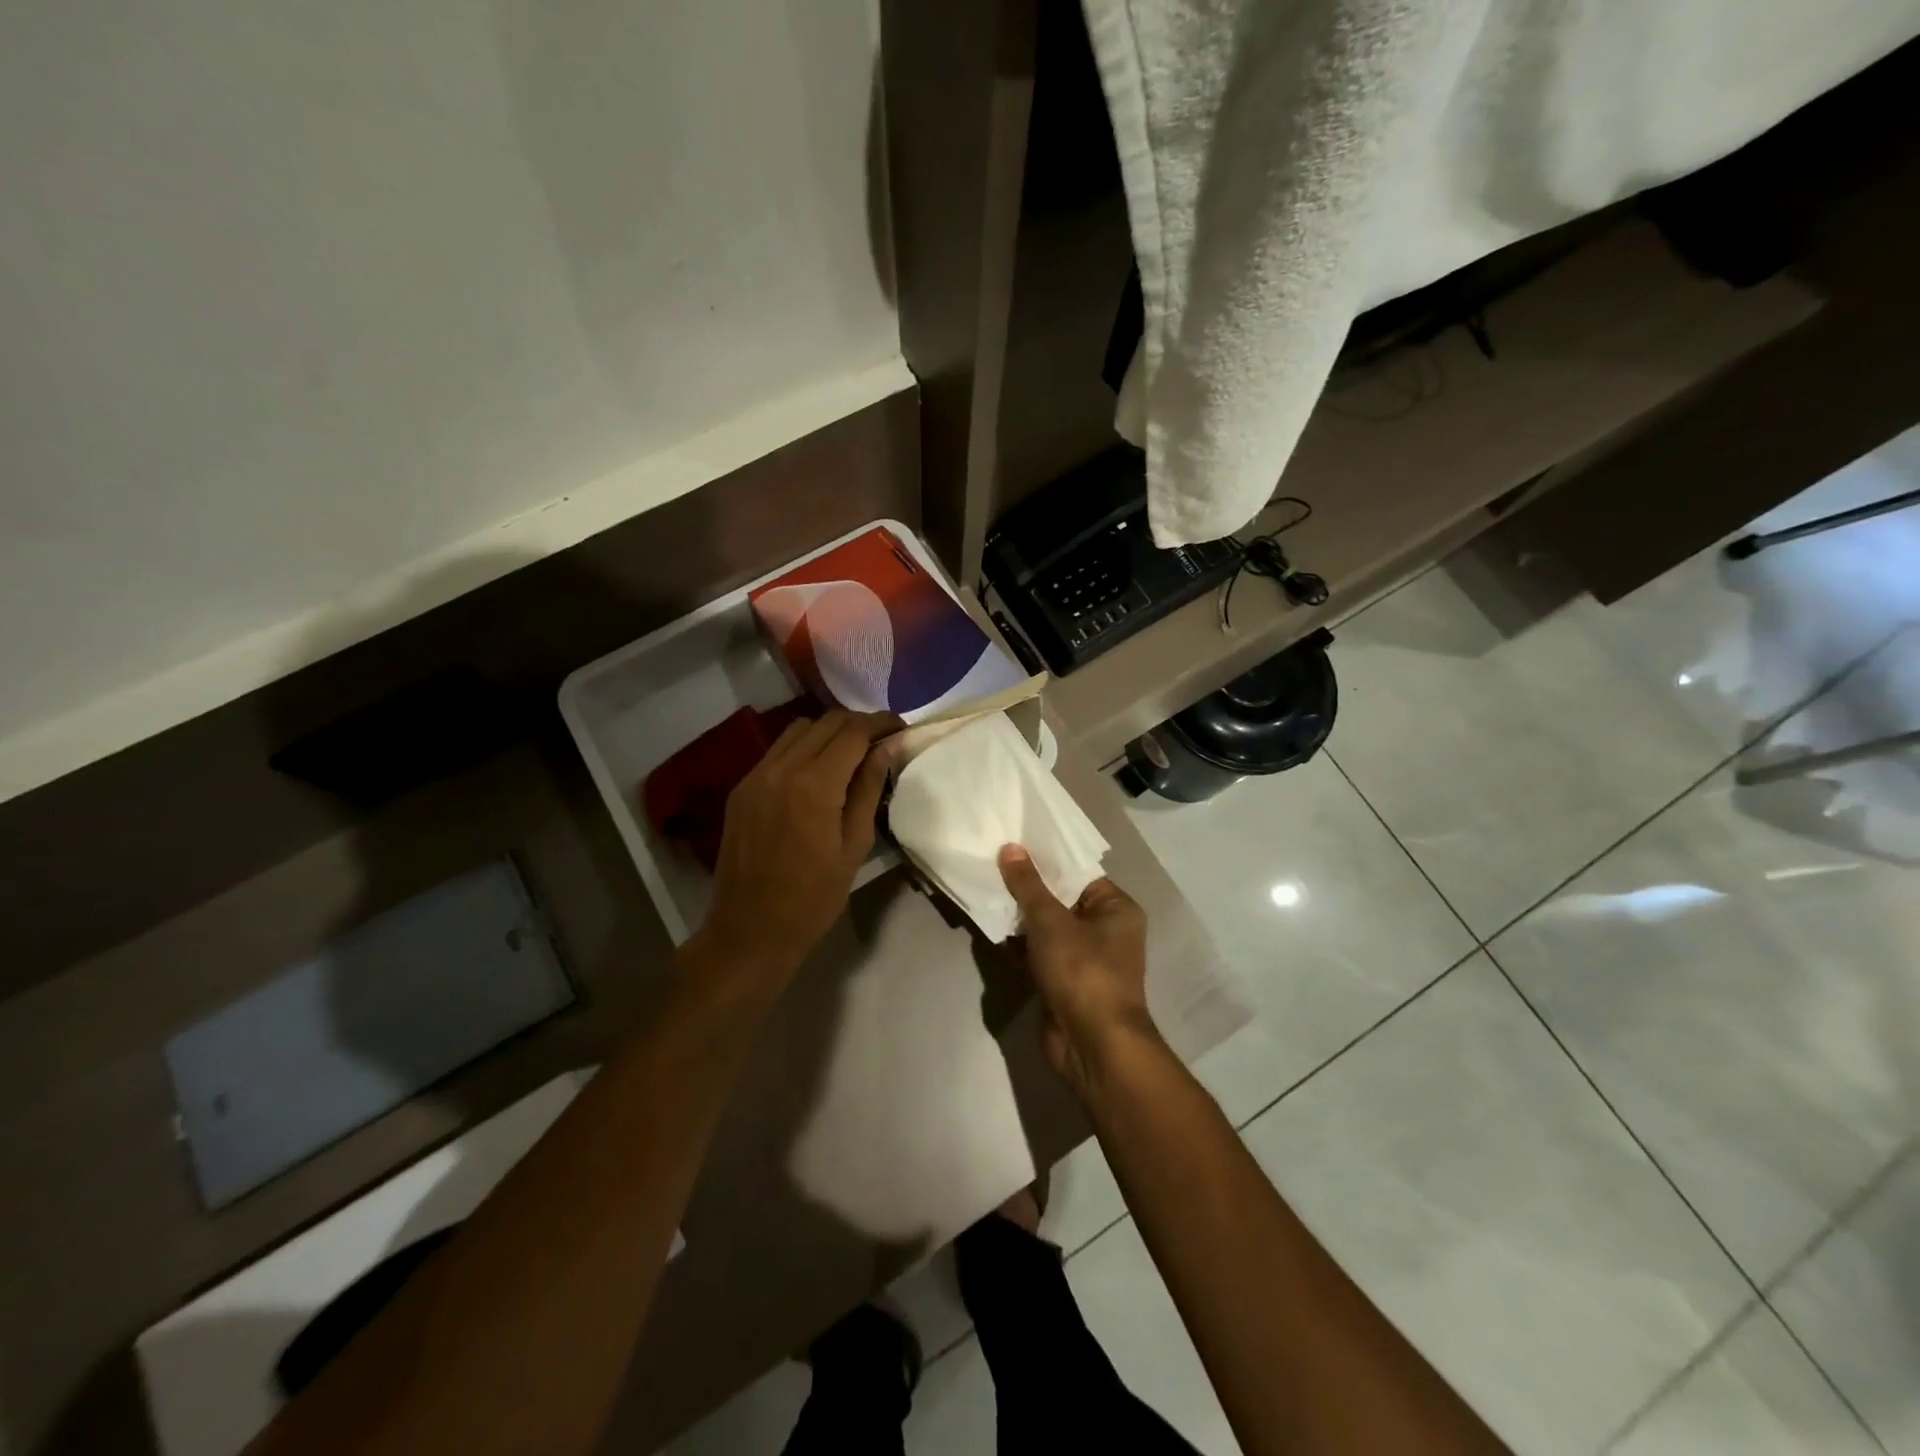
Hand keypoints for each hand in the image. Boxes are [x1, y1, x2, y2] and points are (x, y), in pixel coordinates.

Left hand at [694, 711, 896, 987]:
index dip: (881, 723)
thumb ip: (869, 789)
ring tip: (851, 753)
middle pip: (826, 722)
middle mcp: (781, 769)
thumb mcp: (855, 845)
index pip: (852, 731)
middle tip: (882, 739)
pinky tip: (818, 772)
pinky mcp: (742, 788)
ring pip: (798, 730)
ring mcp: (755, 776)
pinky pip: (777, 751)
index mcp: (814, 785)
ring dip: (829, 732)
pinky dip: (803, 748)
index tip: (900, 727)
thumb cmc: (813, 898)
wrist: (750, 930)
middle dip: (858, 723)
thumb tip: (888, 748)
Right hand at [997, 845, 1158, 1098]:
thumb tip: (1010, 848)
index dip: (1046, 858)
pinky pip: (1039, 954)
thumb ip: (1028, 884)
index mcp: (1116, 908)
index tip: (1013, 843)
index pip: (1078, 872)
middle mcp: (1105, 930)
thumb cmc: (1082, 971)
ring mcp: (1085, 959)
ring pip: (1047, 928)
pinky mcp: (1064, 982)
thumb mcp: (1051, 920)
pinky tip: (992, 930)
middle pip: (1060, 899)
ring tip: (986, 891)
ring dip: (1020, 918)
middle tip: (992, 864)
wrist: (1092, 1045)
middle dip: (1027, 888)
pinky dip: (1019, 946)